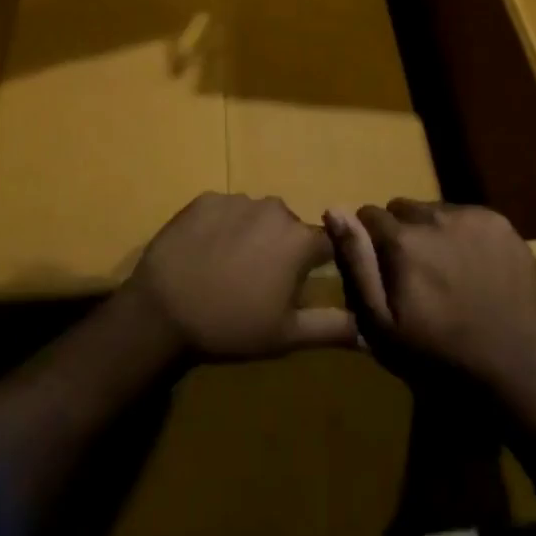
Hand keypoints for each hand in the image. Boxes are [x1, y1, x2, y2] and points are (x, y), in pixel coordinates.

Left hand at [126, 193, 356, 360]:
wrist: (163, 311)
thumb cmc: (231, 326)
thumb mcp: (287, 336)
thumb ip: (333, 327)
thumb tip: (372, 331)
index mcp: (298, 239)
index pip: (328, 242)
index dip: (321, 262)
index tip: (307, 282)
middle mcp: (274, 209)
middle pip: (289, 228)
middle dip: (283, 250)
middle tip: (262, 284)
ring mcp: (237, 200)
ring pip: (257, 217)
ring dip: (252, 237)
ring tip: (230, 270)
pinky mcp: (205, 199)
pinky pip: (225, 211)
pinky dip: (222, 228)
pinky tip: (206, 255)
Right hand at [326, 201, 535, 414]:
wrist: (512, 367)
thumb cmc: (437, 354)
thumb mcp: (381, 323)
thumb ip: (356, 262)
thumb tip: (335, 209)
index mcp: (403, 239)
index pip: (370, 214)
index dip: (371, 240)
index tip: (384, 268)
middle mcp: (436, 216)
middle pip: (403, 208)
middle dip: (402, 232)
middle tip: (415, 271)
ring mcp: (473, 217)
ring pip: (435, 209)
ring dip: (432, 231)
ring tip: (445, 270)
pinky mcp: (500, 223)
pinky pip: (468, 215)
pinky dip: (463, 233)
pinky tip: (472, 266)